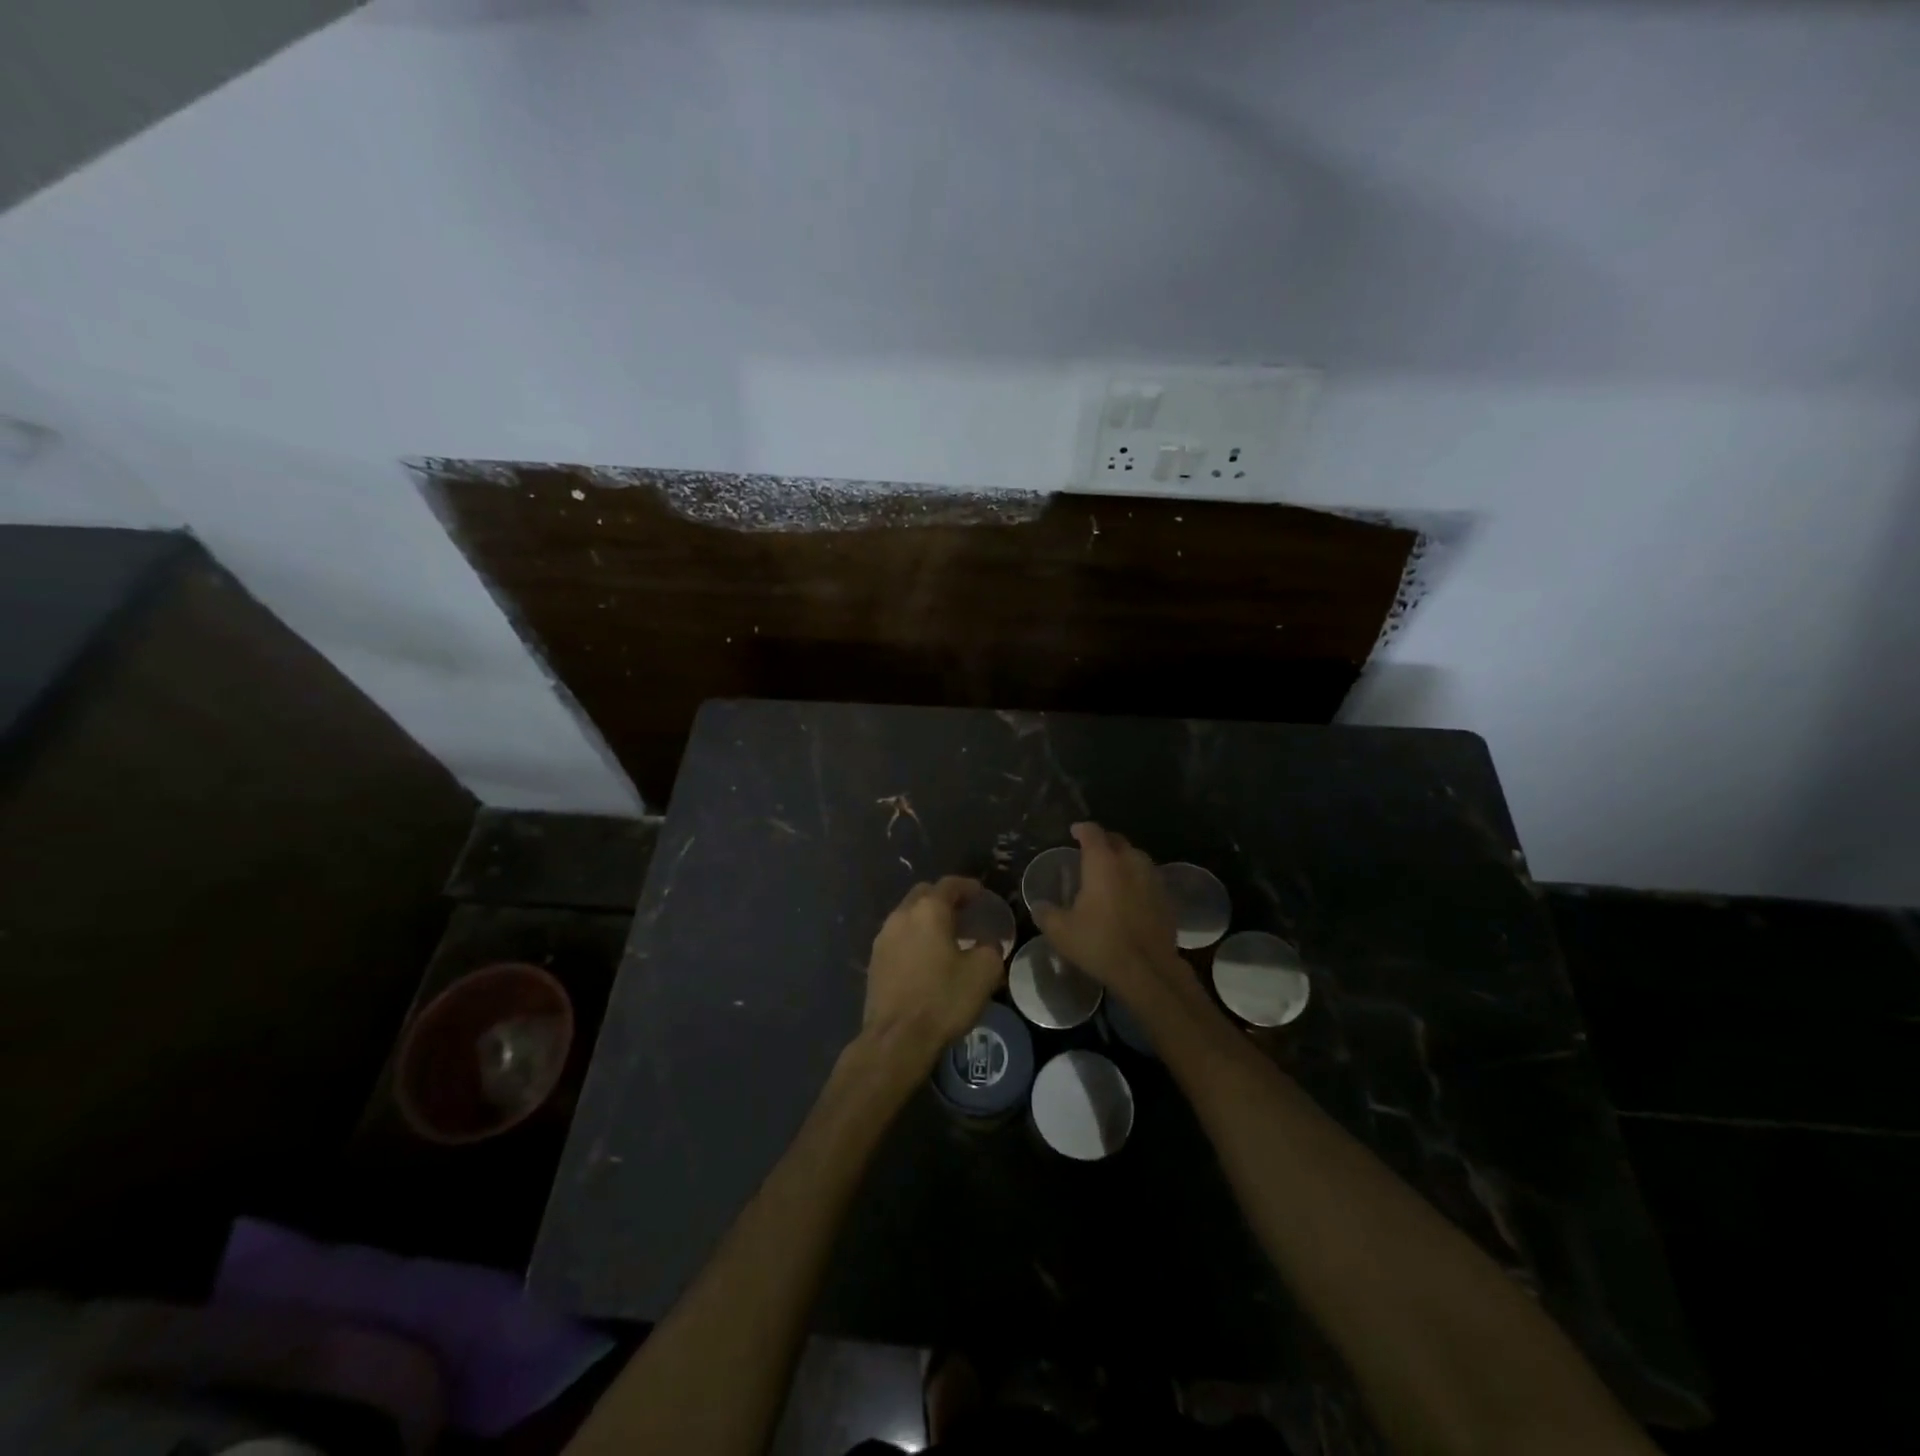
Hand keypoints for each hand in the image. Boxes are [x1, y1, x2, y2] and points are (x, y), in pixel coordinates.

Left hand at [862, 877, 1006, 1067]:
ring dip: (927, 919)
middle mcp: (901, 916)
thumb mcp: (984, 972)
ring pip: (907, 916)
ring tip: (947, 936)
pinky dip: (914, 938)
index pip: (949, 885)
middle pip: (924, 895)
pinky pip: (898, 937)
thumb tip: (987, 942)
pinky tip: (927, 957)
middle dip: (944, 898)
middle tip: (964, 912)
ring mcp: (883, 938)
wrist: (897, 1039)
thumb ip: (991, 947)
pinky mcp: (874, 961)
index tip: (980, 893)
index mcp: (928, 910)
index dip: (967, 886)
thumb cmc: (943, 999)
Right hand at [1031, 822, 1185, 998]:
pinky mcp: (1167, 899)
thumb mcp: (1061, 932)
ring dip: (1123, 860)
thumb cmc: (1100, 944)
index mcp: (1103, 863)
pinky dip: (1138, 880)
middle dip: (1104, 842)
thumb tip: (1038, 905)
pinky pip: (1149, 879)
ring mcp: (1153, 879)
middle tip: (1091, 852)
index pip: (1092, 832)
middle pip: (1118, 841)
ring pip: (1137, 858)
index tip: (1074, 831)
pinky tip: (1131, 896)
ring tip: (1112, 873)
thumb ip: (1046, 913)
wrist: (1148, 970)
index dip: (1082, 829)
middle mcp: (1130, 863)